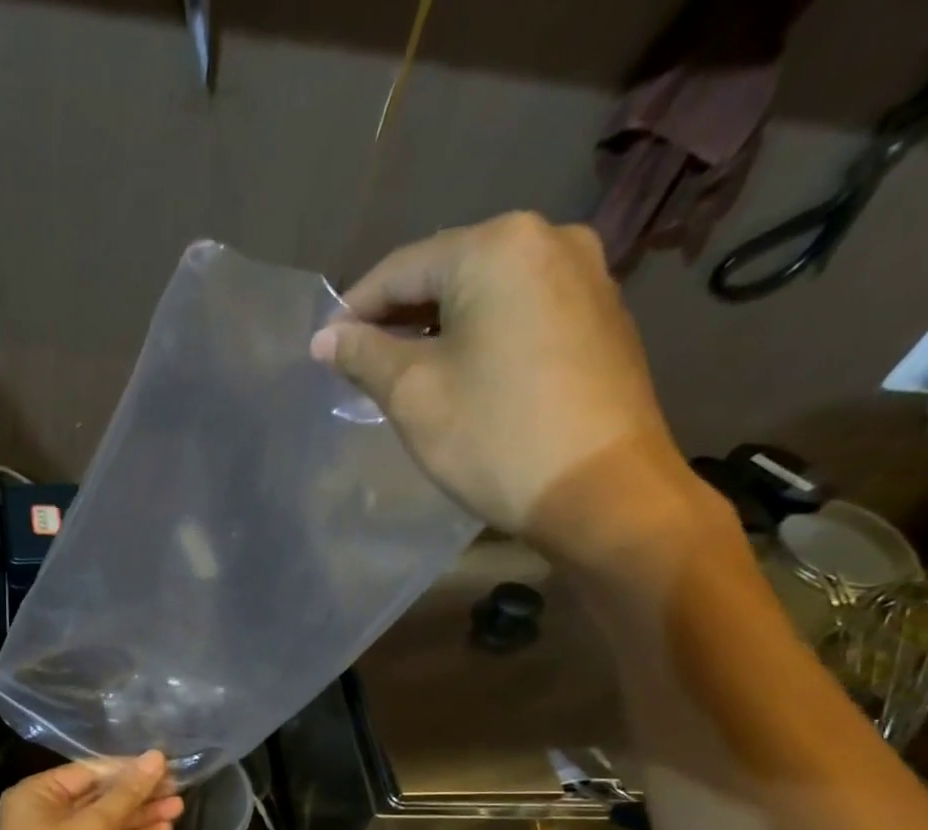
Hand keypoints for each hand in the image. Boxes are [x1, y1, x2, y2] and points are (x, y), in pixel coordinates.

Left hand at [0, 751, 183, 829]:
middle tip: (178, 788)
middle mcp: (45, 813)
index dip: (130, 769)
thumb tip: (156, 757)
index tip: (166, 766)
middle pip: (99, 796)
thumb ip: (126, 793)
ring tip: (179, 808)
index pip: (90, 771)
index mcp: (37, 793)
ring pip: (105, 823)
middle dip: (138, 794)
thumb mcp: (92, 828)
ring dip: (140, 816)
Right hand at [311, 213, 714, 572]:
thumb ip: (364, 356)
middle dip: (399, 318)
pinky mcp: (603, 317)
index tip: (324, 350)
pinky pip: (522, 314)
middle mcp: (550, 240)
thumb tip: (324, 339)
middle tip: (360, 364)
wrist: (602, 491)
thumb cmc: (495, 437)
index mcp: (498, 246)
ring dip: (440, 328)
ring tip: (406, 372)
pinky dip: (483, 337)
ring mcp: (587, 276)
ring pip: (488, 295)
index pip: (402, 268)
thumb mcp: (413, 395)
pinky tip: (463, 375)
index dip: (354, 310)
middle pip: (449, 273)